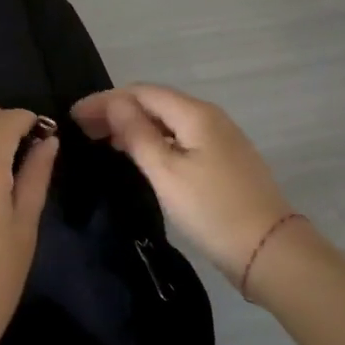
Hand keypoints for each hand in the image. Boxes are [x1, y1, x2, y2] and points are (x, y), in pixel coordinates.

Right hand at [71, 84, 295, 284]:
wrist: (270, 252)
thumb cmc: (212, 210)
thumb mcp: (166, 172)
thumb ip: (137, 133)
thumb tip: (115, 103)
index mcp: (194, 113)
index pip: (140, 92)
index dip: (105, 100)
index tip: (74, 116)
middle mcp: (208, 116)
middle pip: (154, 102)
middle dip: (117, 110)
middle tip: (83, 128)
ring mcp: (219, 137)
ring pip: (167, 120)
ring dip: (133, 124)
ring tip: (102, 139)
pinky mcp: (223, 159)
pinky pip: (179, 136)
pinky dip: (152, 139)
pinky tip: (138, 153)